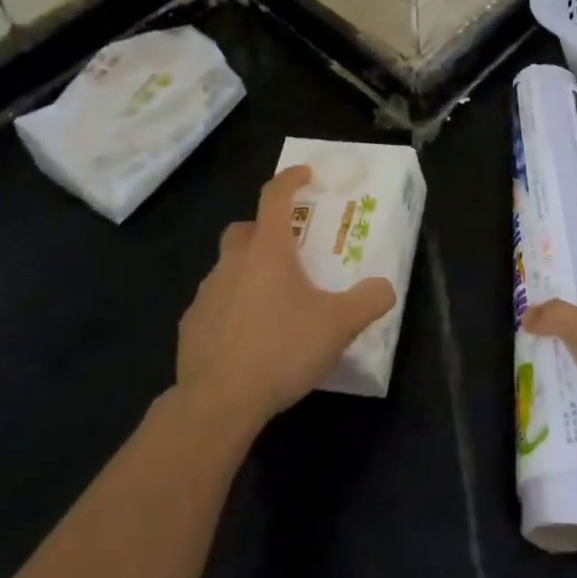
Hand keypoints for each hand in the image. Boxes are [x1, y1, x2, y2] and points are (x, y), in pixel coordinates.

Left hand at [177, 166, 396, 428]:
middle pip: (244, 229)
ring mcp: (207, 293)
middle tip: (288, 250)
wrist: (218, 402)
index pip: (275, 196)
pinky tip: (247, 336)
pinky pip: (214, 302)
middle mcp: (233, 262)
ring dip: (247, 271)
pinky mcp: (191, 325)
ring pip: (227, 266)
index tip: (304, 174)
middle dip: (264, 230)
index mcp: (268, 250)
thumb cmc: (281, 350)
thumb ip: (368, 301)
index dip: (290, 179)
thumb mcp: (338, 326)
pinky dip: (231, 306)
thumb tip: (385, 287)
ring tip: (272, 301)